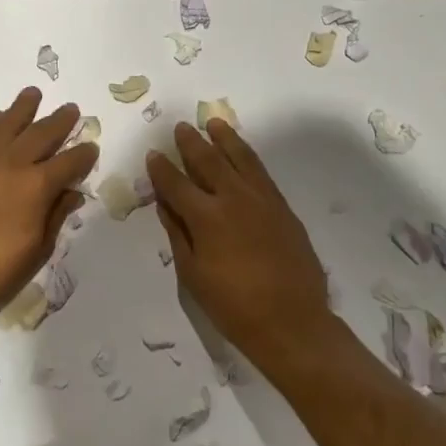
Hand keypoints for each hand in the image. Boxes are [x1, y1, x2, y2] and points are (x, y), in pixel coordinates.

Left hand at [0, 87, 97, 321]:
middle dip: (60, 121)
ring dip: (24, 108)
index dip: (84, 155)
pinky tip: (0, 118)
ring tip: (33, 94)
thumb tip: (72, 192)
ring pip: (8, 123)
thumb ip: (56, 215)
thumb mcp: (38, 249)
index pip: (70, 162)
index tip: (92, 148)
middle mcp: (13, 163)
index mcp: (38, 186)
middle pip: (42, 133)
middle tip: (72, 110)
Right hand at [145, 120, 331, 369]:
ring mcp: (262, 199)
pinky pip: (260, 171)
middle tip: (181, 127)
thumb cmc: (234, 306)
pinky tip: (242, 151)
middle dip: (191, 143)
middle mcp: (233, 199)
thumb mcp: (193, 275)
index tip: (153, 154)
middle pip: (208, 161)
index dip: (161, 168)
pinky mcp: (282, 206)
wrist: (293, 322)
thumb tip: (165, 204)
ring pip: (240, 157)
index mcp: (206, 218)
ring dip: (224, 138)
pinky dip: (248, 156)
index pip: (176, 184)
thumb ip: (178, 234)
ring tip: (214, 123)